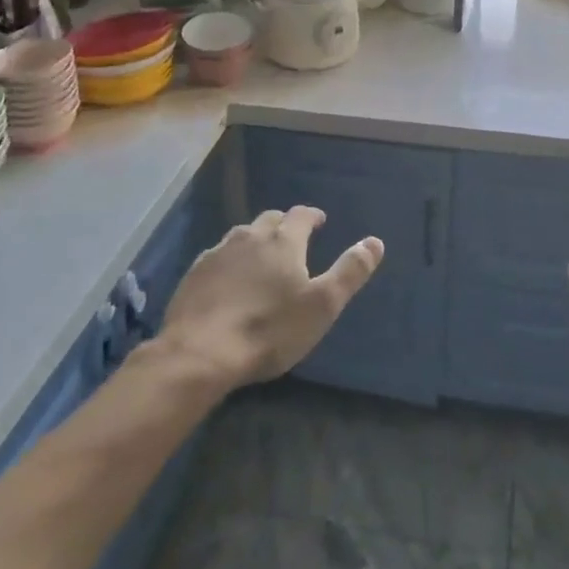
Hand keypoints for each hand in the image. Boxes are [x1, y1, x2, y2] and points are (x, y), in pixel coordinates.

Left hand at [157, 207, 382, 390]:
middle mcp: (250, 236)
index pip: (301, 215)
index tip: (320, 221)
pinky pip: (218, 257)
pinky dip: (229, 261)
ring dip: (255, 241)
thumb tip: (375, 241)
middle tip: (292, 241)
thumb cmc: (270, 329)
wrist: (200, 353)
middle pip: (270, 220)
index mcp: (283, 241)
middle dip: (284, 226)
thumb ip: (350, 271)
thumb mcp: (322, 305)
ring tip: (261, 258)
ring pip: (241, 236)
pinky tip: (228, 280)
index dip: (313, 216)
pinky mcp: (194, 273)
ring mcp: (218, 253)